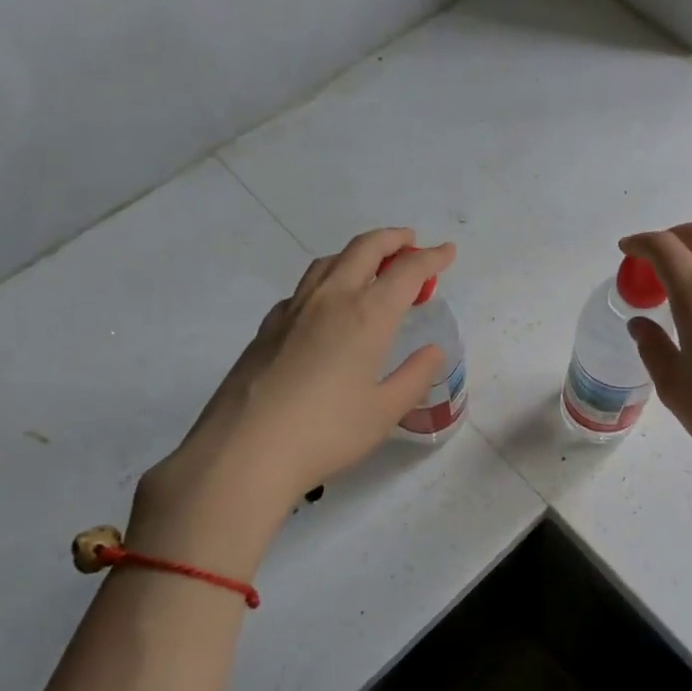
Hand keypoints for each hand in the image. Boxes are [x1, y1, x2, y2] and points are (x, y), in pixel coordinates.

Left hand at [126, 229, 454, 574]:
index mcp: (367, 315)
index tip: (447, 252)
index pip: (407, 272)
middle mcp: (331, 299)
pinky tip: (326, 305)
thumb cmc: (327, 432)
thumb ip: (415, 376)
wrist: (244, 450)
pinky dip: (326, 280)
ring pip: (329, 262)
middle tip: (412, 243)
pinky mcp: (267, 328)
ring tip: (372, 265)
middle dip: (393, 240)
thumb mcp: (385, 411)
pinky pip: (303, 288)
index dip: (431, 258)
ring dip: (357, 253)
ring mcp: (293, 310)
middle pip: (364, 249)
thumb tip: (432, 352)